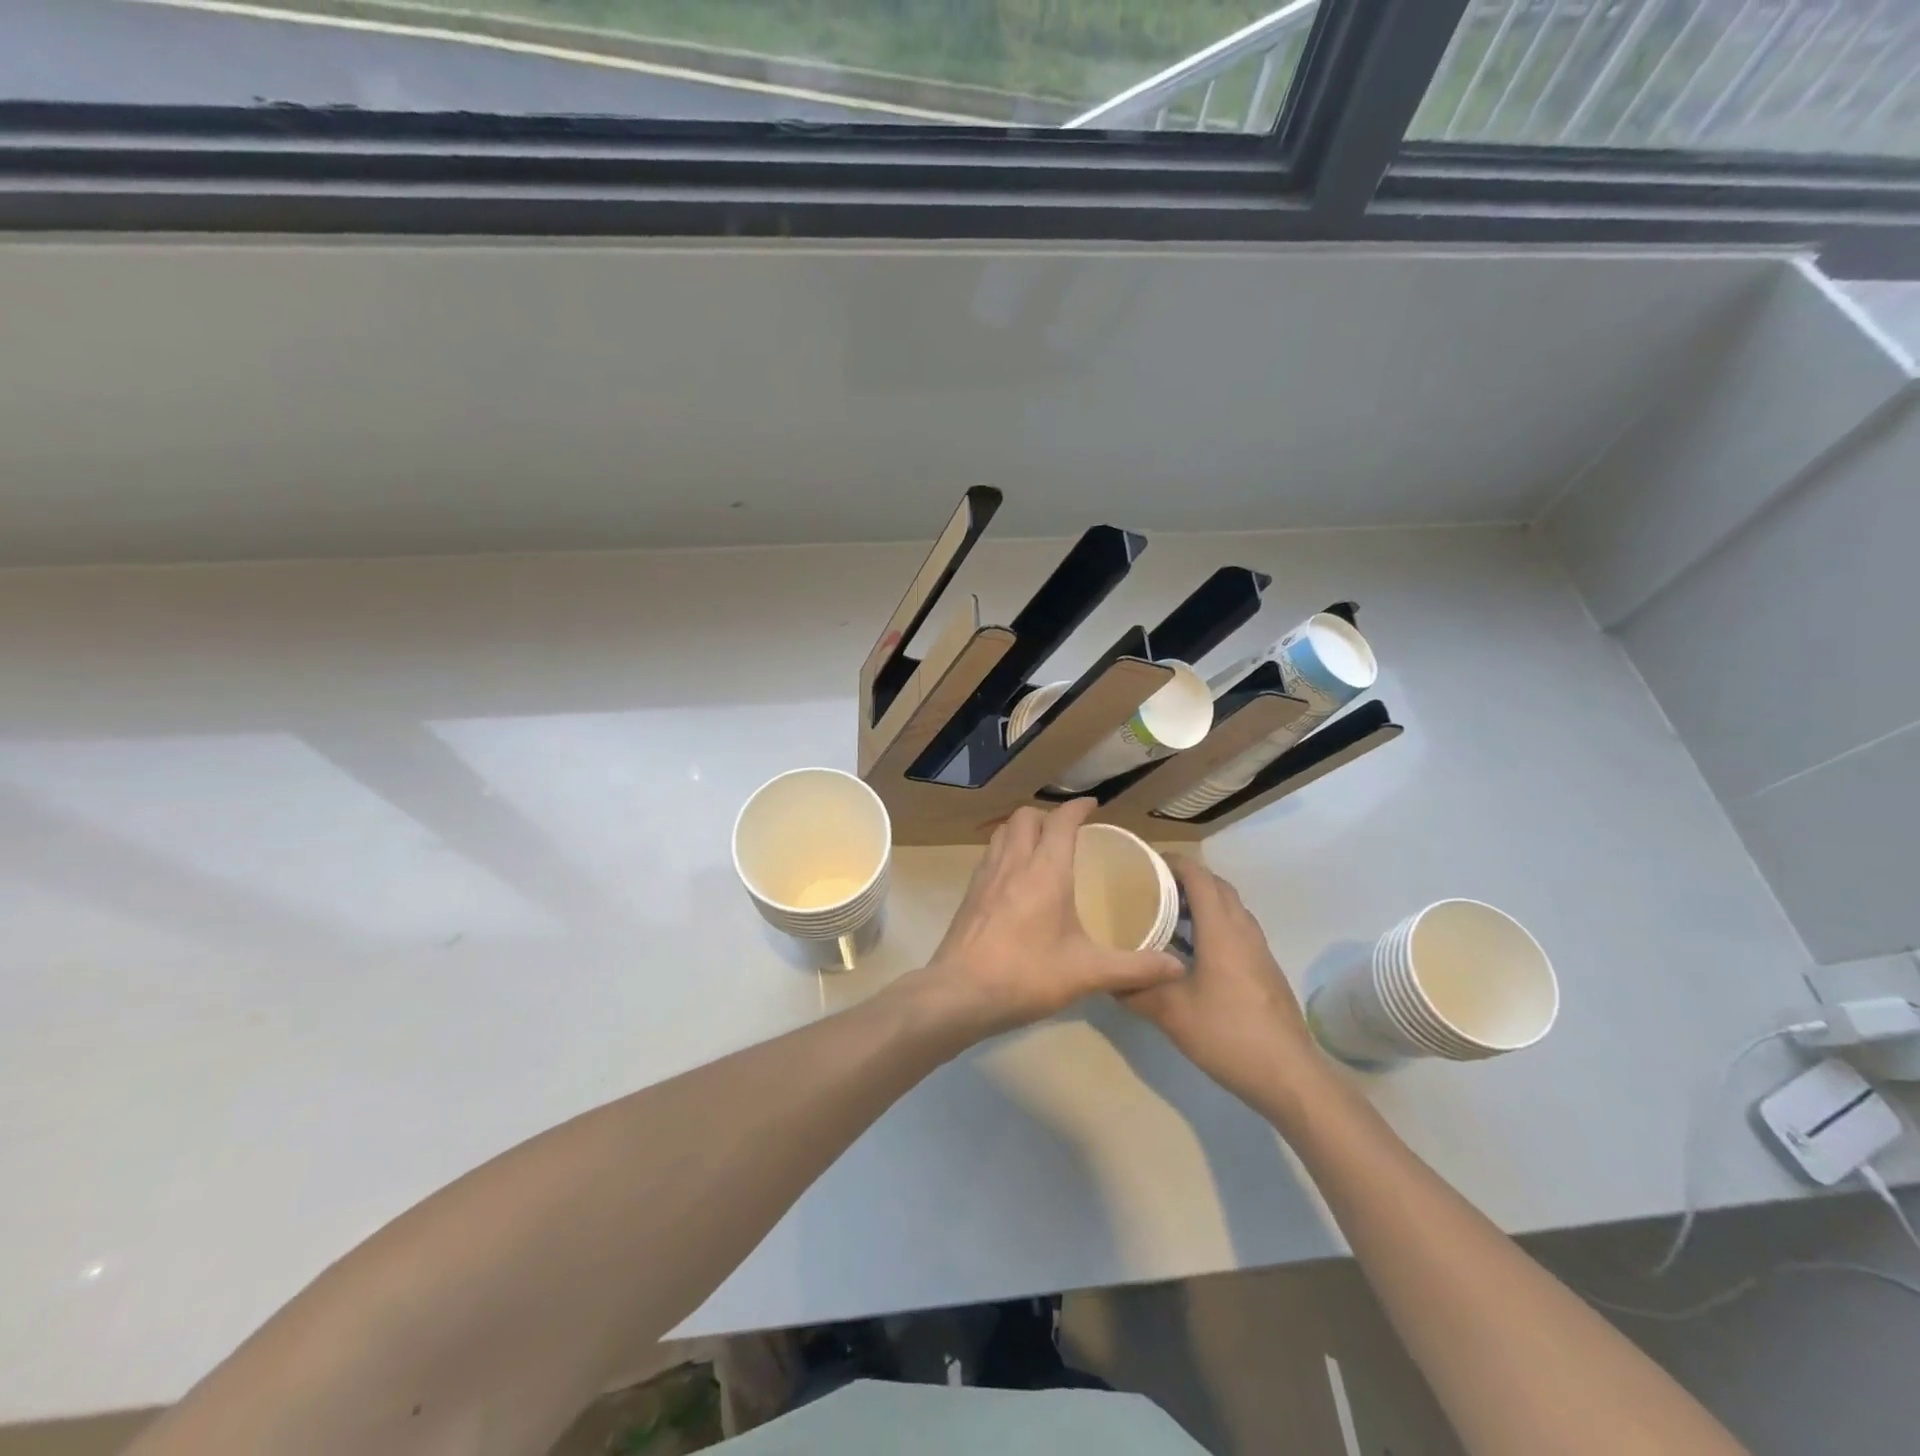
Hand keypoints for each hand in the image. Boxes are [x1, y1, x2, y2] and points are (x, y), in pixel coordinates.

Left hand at [920, 799, 1183, 1038]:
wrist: (960, 993)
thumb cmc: (1026, 975)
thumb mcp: (1087, 973)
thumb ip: (1134, 969)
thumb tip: (1176, 967)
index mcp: (1045, 871)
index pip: (1061, 821)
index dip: (1077, 808)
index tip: (1093, 805)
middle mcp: (1014, 863)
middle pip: (1026, 816)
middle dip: (1048, 814)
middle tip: (1068, 831)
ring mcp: (986, 875)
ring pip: (1003, 831)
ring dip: (1023, 828)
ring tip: (1041, 846)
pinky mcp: (970, 892)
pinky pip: (990, 853)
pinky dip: (1006, 849)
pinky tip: (1016, 877)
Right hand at [1124, 859, 1332, 1120]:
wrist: (1290, 1076)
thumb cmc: (1228, 1035)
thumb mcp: (1171, 1013)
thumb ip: (1136, 991)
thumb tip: (1106, 978)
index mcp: (1222, 930)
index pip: (1199, 876)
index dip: (1173, 862)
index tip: (1143, 863)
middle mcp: (1243, 931)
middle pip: (1217, 887)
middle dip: (1185, 879)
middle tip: (1150, 888)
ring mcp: (1259, 951)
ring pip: (1230, 909)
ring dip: (1202, 903)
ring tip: (1166, 915)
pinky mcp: (1264, 970)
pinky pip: (1236, 931)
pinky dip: (1213, 926)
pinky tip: (1190, 953)